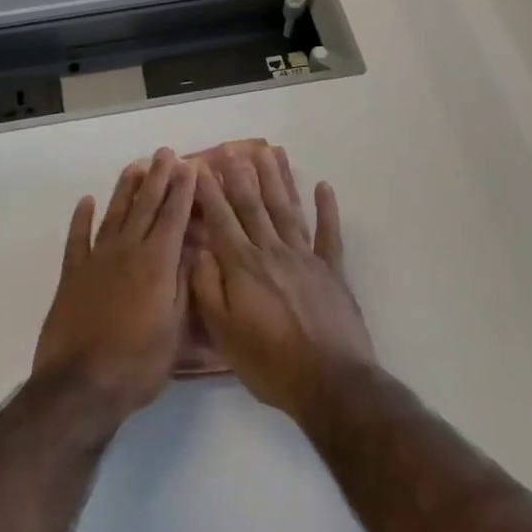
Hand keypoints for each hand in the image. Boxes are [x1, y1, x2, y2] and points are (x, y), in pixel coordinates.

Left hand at [33, 149, 195, 423]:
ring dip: (125, 189)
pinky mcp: (72, 275)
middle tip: (165, 153)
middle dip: (157, 178)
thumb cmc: (138, 363)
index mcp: (157, 264)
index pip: (173, 218)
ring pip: (114, 215)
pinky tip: (86, 201)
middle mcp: (127, 252)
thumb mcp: (175, 328)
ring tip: (135, 166)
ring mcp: (96, 261)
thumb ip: (183, 284)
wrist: (81, 386)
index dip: (182, 191)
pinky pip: (77, 239)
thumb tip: (191, 249)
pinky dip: (81, 218)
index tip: (189, 166)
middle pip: (145, 207)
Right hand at [190, 144, 373, 420]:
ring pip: (288, 210)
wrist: (330, 383)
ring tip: (270, 153)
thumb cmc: (270, 363)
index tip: (200, 167)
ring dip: (278, 180)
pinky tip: (324, 187)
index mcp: (243, 267)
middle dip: (241, 176)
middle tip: (233, 148)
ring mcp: (306, 258)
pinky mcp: (333, 271)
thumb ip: (208, 289)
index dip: (210, 193)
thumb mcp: (224, 333)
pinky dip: (327, 209)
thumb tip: (198, 251)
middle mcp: (273, 252)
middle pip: (254, 206)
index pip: (222, 220)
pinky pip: (329, 233)